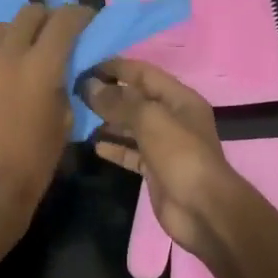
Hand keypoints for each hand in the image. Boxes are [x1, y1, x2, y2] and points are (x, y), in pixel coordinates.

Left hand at [0, 3, 91, 238]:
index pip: (65, 18)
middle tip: (49, 39)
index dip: (79, 15)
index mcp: (41, 66)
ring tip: (13, 64)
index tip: (84, 22)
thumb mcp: (65, 120)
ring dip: (12, 40)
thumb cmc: (33, 163)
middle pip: (28, 13)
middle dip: (45, 21)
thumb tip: (63, 64)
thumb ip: (64, 82)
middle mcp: (4, 54)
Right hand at [84, 59, 247, 257]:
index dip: (115, 68)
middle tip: (75, 93)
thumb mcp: (150, 120)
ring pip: (131, 127)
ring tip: (78, 117)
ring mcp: (164, 145)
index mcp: (179, 99)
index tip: (84, 68)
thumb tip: (90, 86)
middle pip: (136, 99)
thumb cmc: (180, 156)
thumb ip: (120, 102)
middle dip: (108, 95)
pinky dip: (114, 148)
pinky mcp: (155, 170)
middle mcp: (173, 118)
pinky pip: (131, 152)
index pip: (143, 73)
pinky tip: (93, 145)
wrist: (202, 210)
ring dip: (107, 121)